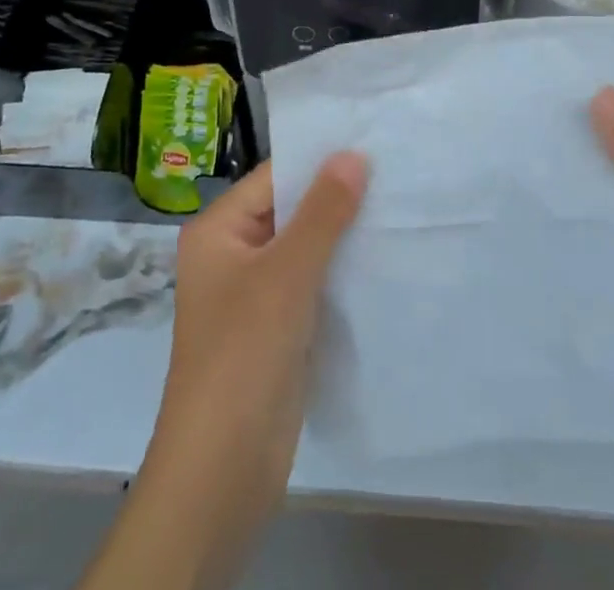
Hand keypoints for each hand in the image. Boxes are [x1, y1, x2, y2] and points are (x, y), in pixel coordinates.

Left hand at [93, 155, 366, 589]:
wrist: (222, 471)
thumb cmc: (244, 354)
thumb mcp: (287, 274)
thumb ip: (323, 212)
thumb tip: (354, 153)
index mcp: (218, 230)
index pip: (274, 177)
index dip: (320, 161)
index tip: (372, 143)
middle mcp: (232, 254)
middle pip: (290, 211)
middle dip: (336, 198)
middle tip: (393, 174)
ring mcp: (254, 294)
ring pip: (304, 249)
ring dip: (342, 236)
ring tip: (396, 209)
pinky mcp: (276, 328)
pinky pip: (311, 284)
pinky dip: (340, 273)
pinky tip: (381, 259)